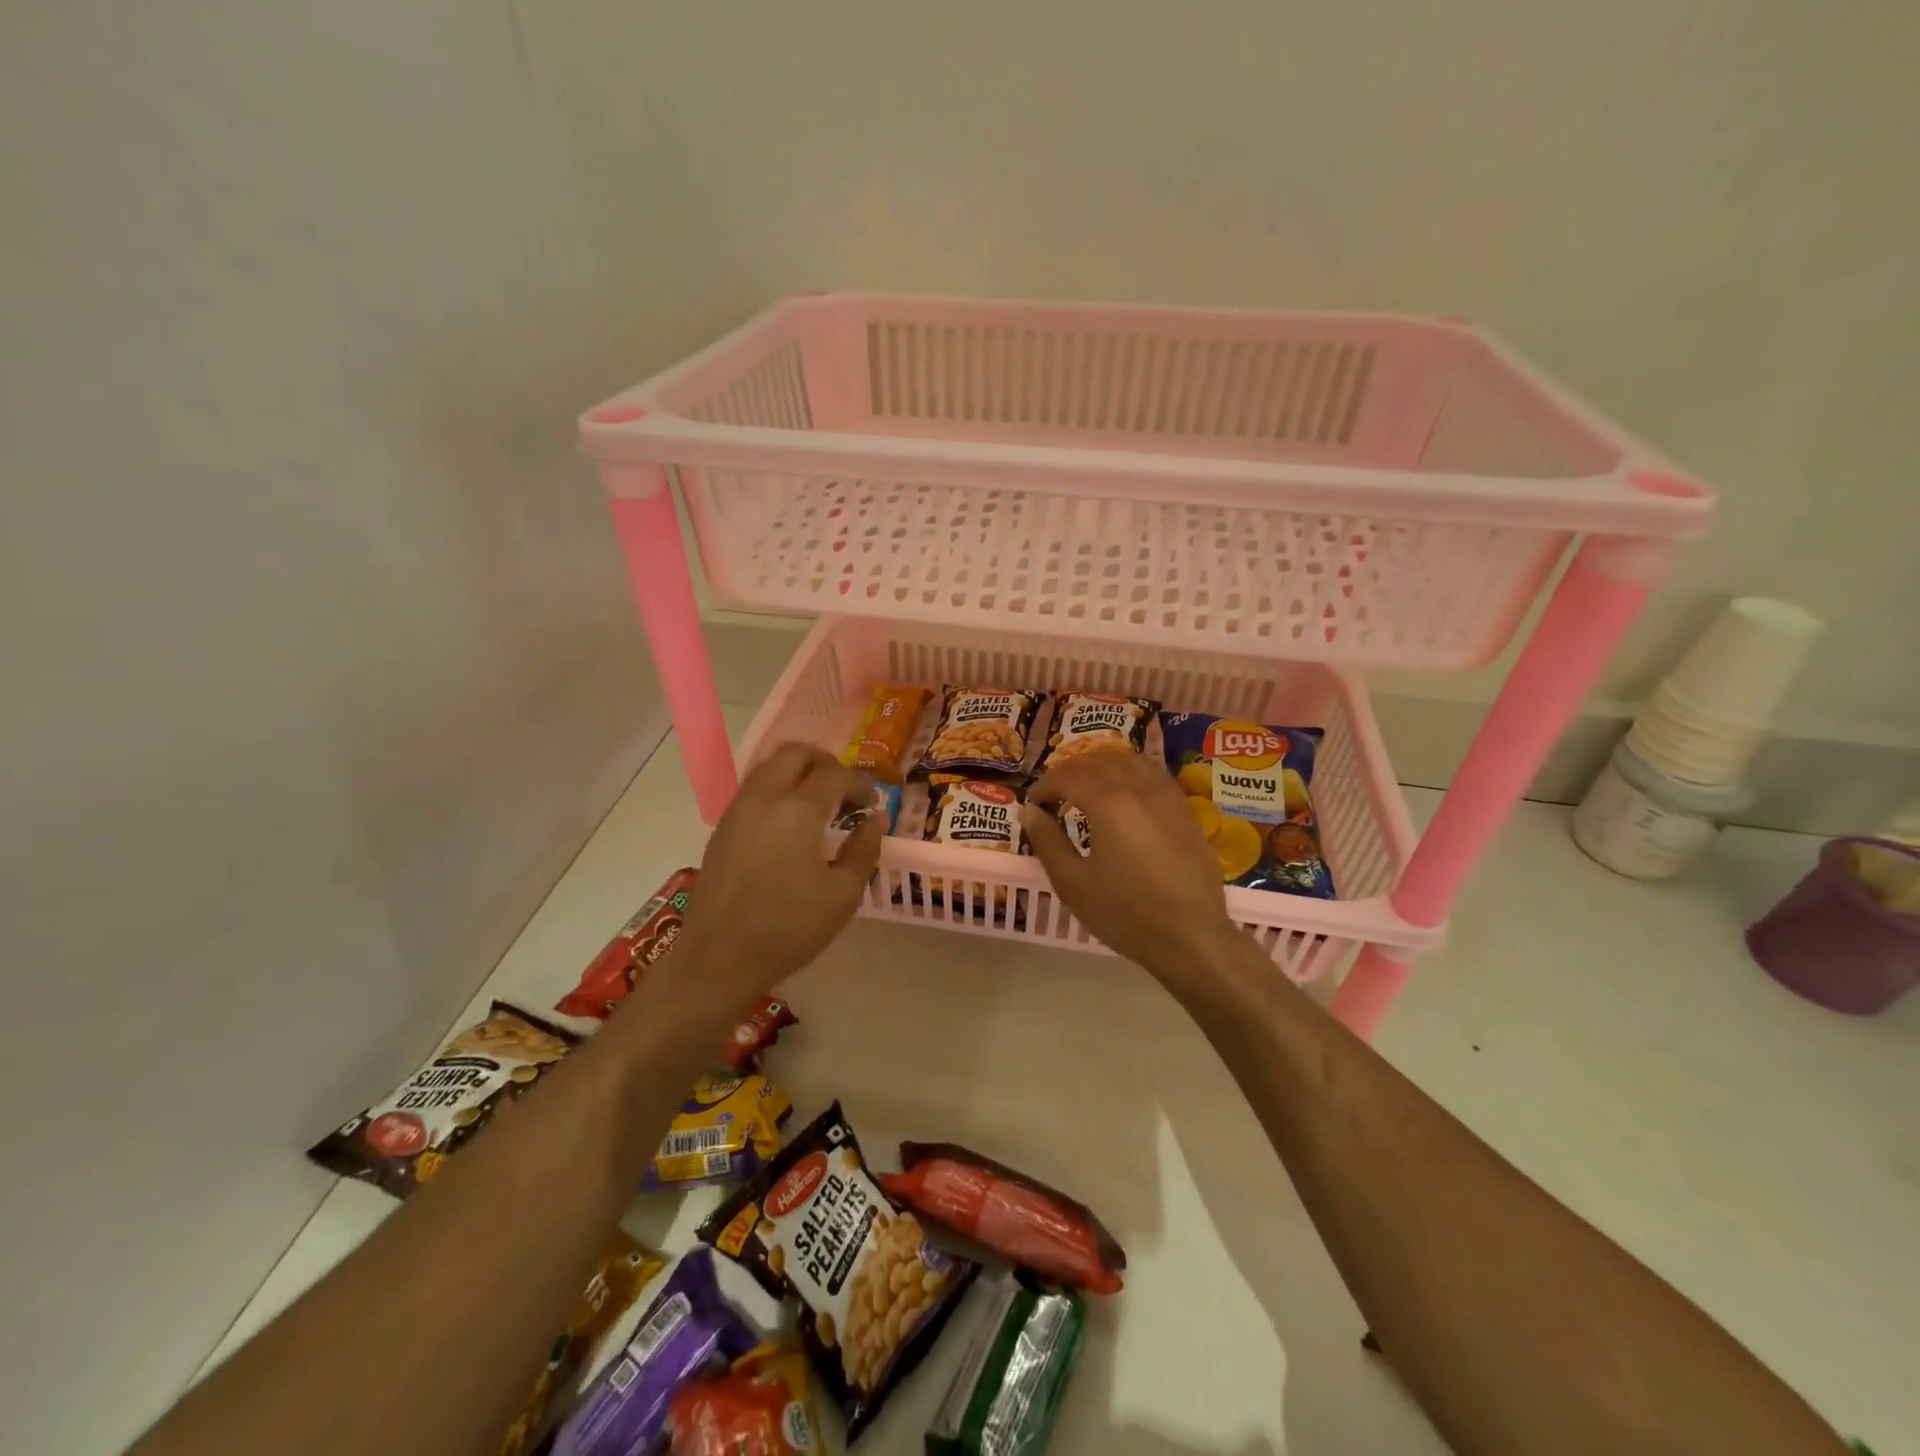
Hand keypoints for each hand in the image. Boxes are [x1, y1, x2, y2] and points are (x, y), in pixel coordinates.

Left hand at [674, 743, 884, 993]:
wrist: (719, 957)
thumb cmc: (789, 928)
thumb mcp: (843, 894)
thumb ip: (864, 849)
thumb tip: (875, 819)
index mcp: (798, 810)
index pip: (835, 774)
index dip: (860, 783)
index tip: (872, 804)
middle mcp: (764, 797)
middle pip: (796, 753)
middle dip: (826, 763)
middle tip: (844, 791)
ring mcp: (737, 809)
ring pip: (770, 766)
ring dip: (798, 772)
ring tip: (818, 804)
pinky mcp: (722, 827)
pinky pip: (753, 789)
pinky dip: (777, 789)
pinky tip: (790, 823)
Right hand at [1022, 751, 1243, 981]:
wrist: (1192, 936)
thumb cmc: (1126, 913)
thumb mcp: (1073, 883)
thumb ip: (1047, 841)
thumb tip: (1029, 811)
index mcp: (1107, 802)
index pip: (1066, 777)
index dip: (1043, 787)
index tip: (1032, 805)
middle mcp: (1138, 786)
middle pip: (1097, 762)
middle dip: (1069, 773)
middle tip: (1054, 797)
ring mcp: (1166, 794)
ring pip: (1128, 760)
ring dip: (1101, 766)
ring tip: (1087, 789)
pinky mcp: (1185, 808)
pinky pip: (1153, 772)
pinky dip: (1130, 772)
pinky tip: (1124, 794)